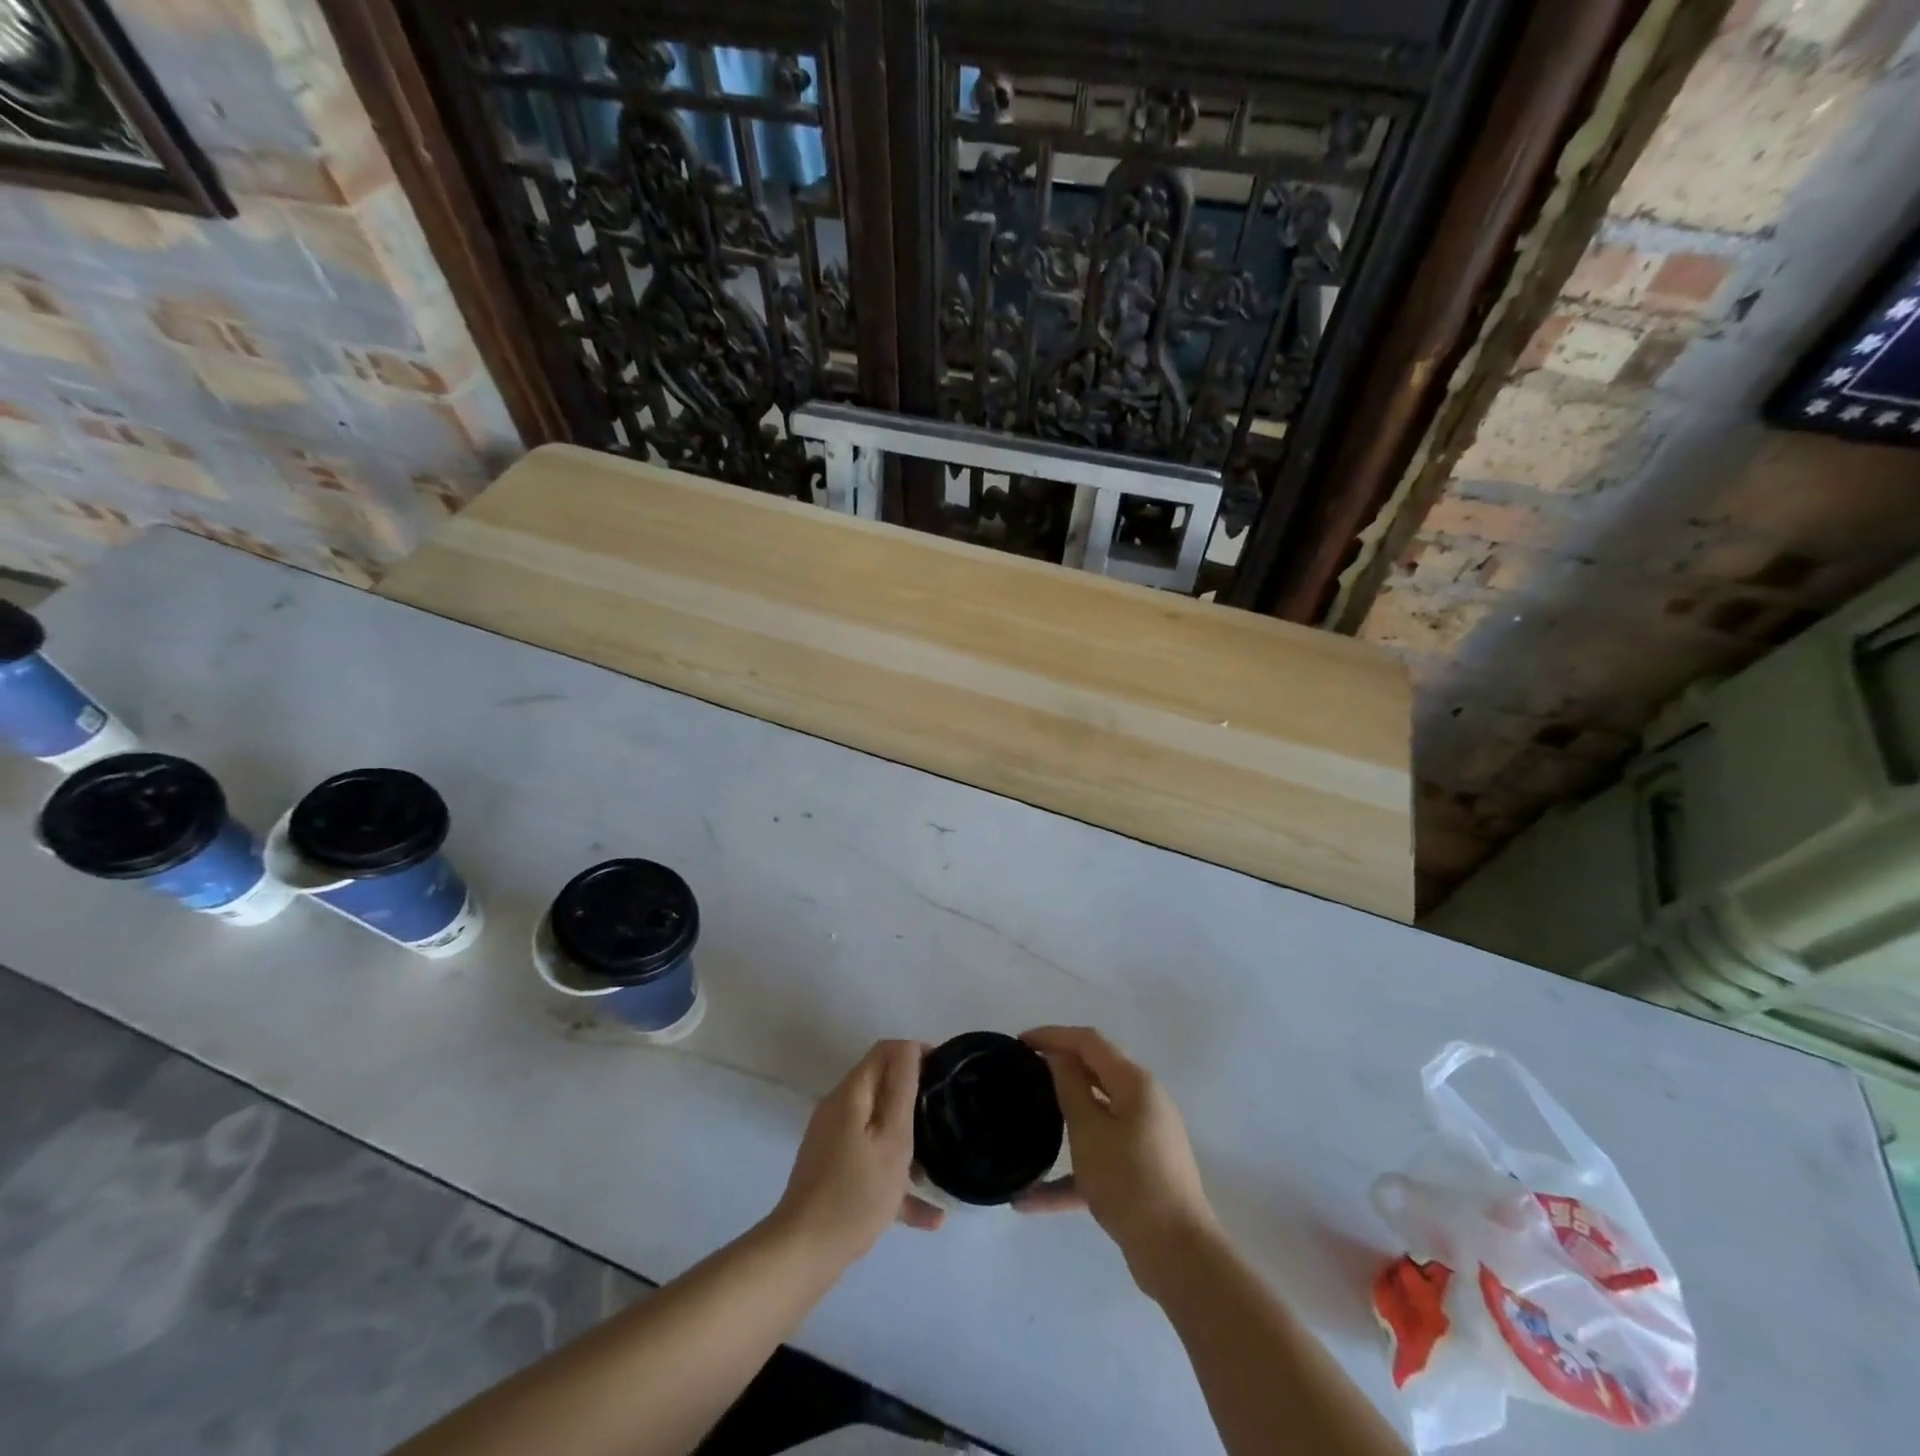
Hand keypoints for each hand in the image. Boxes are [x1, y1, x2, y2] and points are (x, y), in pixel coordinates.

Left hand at [771, 1040, 944, 1269]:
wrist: (804, 1253)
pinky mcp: (833, 1172)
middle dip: (915, 1096)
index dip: (916, 1053)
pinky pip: (871, 1162)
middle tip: (946, 1115)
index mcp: (851, 1094)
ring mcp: (833, 1142)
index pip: (885, 1051)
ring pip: (879, 1127)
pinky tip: (930, 1217)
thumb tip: (909, 1047)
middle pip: (882, 1086)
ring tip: (941, 1163)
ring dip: (908, 1141)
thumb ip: (902, 1089)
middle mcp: (838, 1110)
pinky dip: (896, 1178)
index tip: (945, 1074)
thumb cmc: (856, 1192)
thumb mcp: (892, 1138)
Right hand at [1016, 1026, 1220, 1296]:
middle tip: (1022, 1072)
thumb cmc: (1130, 1182)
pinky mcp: (1139, 1172)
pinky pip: (1099, 1160)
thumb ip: (1071, 1087)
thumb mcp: (1089, 1131)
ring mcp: (1144, 1139)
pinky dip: (1070, 1173)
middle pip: (1095, 1073)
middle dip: (1058, 1069)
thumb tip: (1059, 1056)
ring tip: (1027, 1119)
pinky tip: (1030, 1200)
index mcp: (1135, 1084)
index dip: (1054, 1035)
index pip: (1089, 1042)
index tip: (1020, 1042)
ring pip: (1095, 1117)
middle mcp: (1143, 1103)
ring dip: (1062, 1120)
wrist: (1178, 1257)